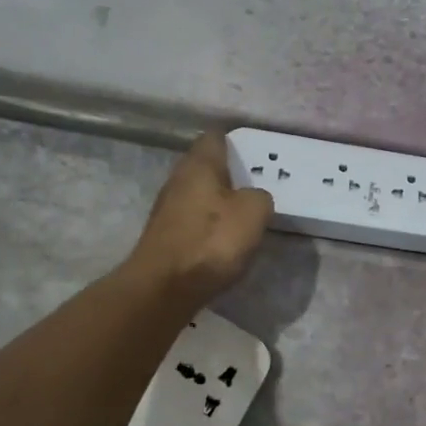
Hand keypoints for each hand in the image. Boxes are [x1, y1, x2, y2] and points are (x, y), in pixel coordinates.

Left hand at [128, 132, 273, 304]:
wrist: (165, 287)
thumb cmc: (211, 241)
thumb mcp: (253, 212)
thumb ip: (260, 197)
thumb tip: (253, 198)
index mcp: (199, 165)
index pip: (214, 137)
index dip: (233, 140)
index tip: (252, 150)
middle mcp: (178, 180)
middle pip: (204, 166)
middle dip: (227, 172)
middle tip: (254, 182)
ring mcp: (167, 209)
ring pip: (198, 194)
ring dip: (218, 200)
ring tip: (243, 212)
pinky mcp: (165, 236)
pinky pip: (193, 220)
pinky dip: (208, 224)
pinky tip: (223, 238)